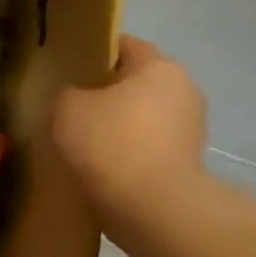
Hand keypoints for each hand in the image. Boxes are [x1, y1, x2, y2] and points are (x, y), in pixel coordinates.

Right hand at [53, 36, 208, 234]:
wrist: (153, 211)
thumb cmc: (111, 144)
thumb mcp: (67, 108)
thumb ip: (68, 93)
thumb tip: (76, 99)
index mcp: (159, 66)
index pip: (122, 45)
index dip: (90, 54)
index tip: (65, 72)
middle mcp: (184, 90)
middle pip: (134, 83)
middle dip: (104, 94)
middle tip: (69, 109)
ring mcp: (191, 130)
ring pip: (141, 117)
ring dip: (117, 127)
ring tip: (82, 145)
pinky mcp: (189, 164)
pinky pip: (148, 148)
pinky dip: (128, 155)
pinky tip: (101, 169)